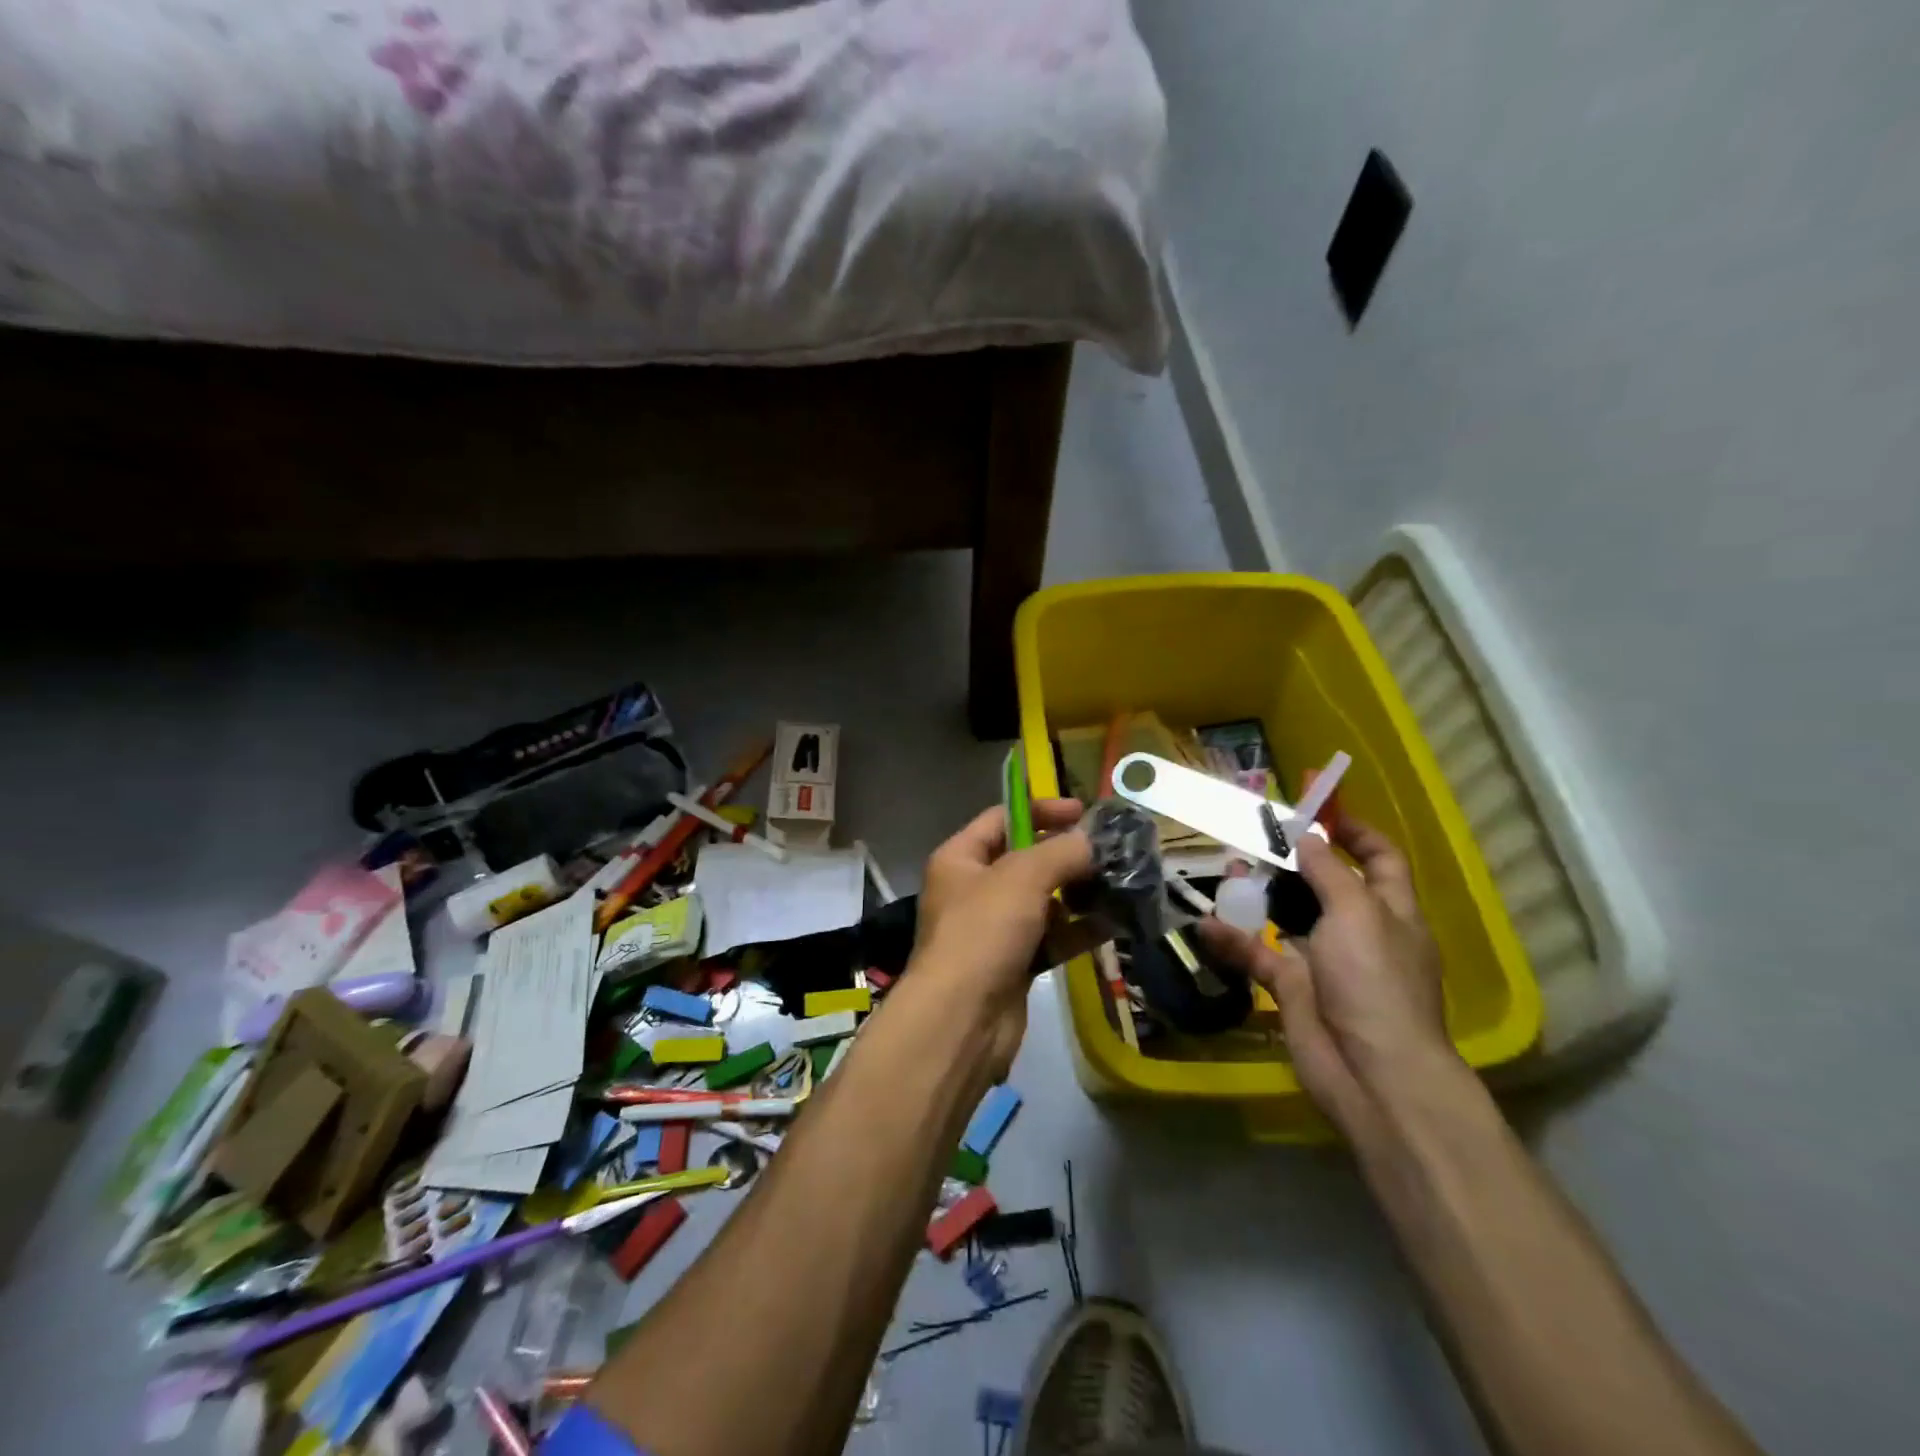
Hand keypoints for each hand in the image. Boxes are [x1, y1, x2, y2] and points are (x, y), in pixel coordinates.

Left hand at [911, 798, 1091, 1072]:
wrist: (962, 1019)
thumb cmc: (983, 931)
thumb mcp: (1023, 876)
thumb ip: (1062, 851)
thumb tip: (1093, 841)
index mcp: (960, 858)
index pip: (1001, 818)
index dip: (1041, 810)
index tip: (1084, 812)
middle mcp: (973, 889)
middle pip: (1025, 860)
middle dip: (1066, 855)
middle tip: (1110, 852)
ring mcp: (992, 929)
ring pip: (1042, 901)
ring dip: (1077, 893)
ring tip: (1119, 885)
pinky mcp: (1013, 964)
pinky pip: (1050, 937)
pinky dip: (1077, 931)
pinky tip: (1112, 924)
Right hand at [1196, 816, 1454, 1138]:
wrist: (1371, 1072)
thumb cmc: (1375, 981)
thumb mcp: (1358, 913)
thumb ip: (1329, 871)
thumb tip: (1308, 836)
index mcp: (1390, 910)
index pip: (1379, 858)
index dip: (1354, 831)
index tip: (1317, 807)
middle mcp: (1358, 930)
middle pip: (1325, 883)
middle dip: (1292, 859)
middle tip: (1253, 837)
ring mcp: (1323, 960)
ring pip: (1286, 915)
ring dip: (1257, 895)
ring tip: (1226, 871)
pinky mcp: (1291, 986)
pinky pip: (1258, 954)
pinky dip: (1233, 941)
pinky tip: (1206, 926)